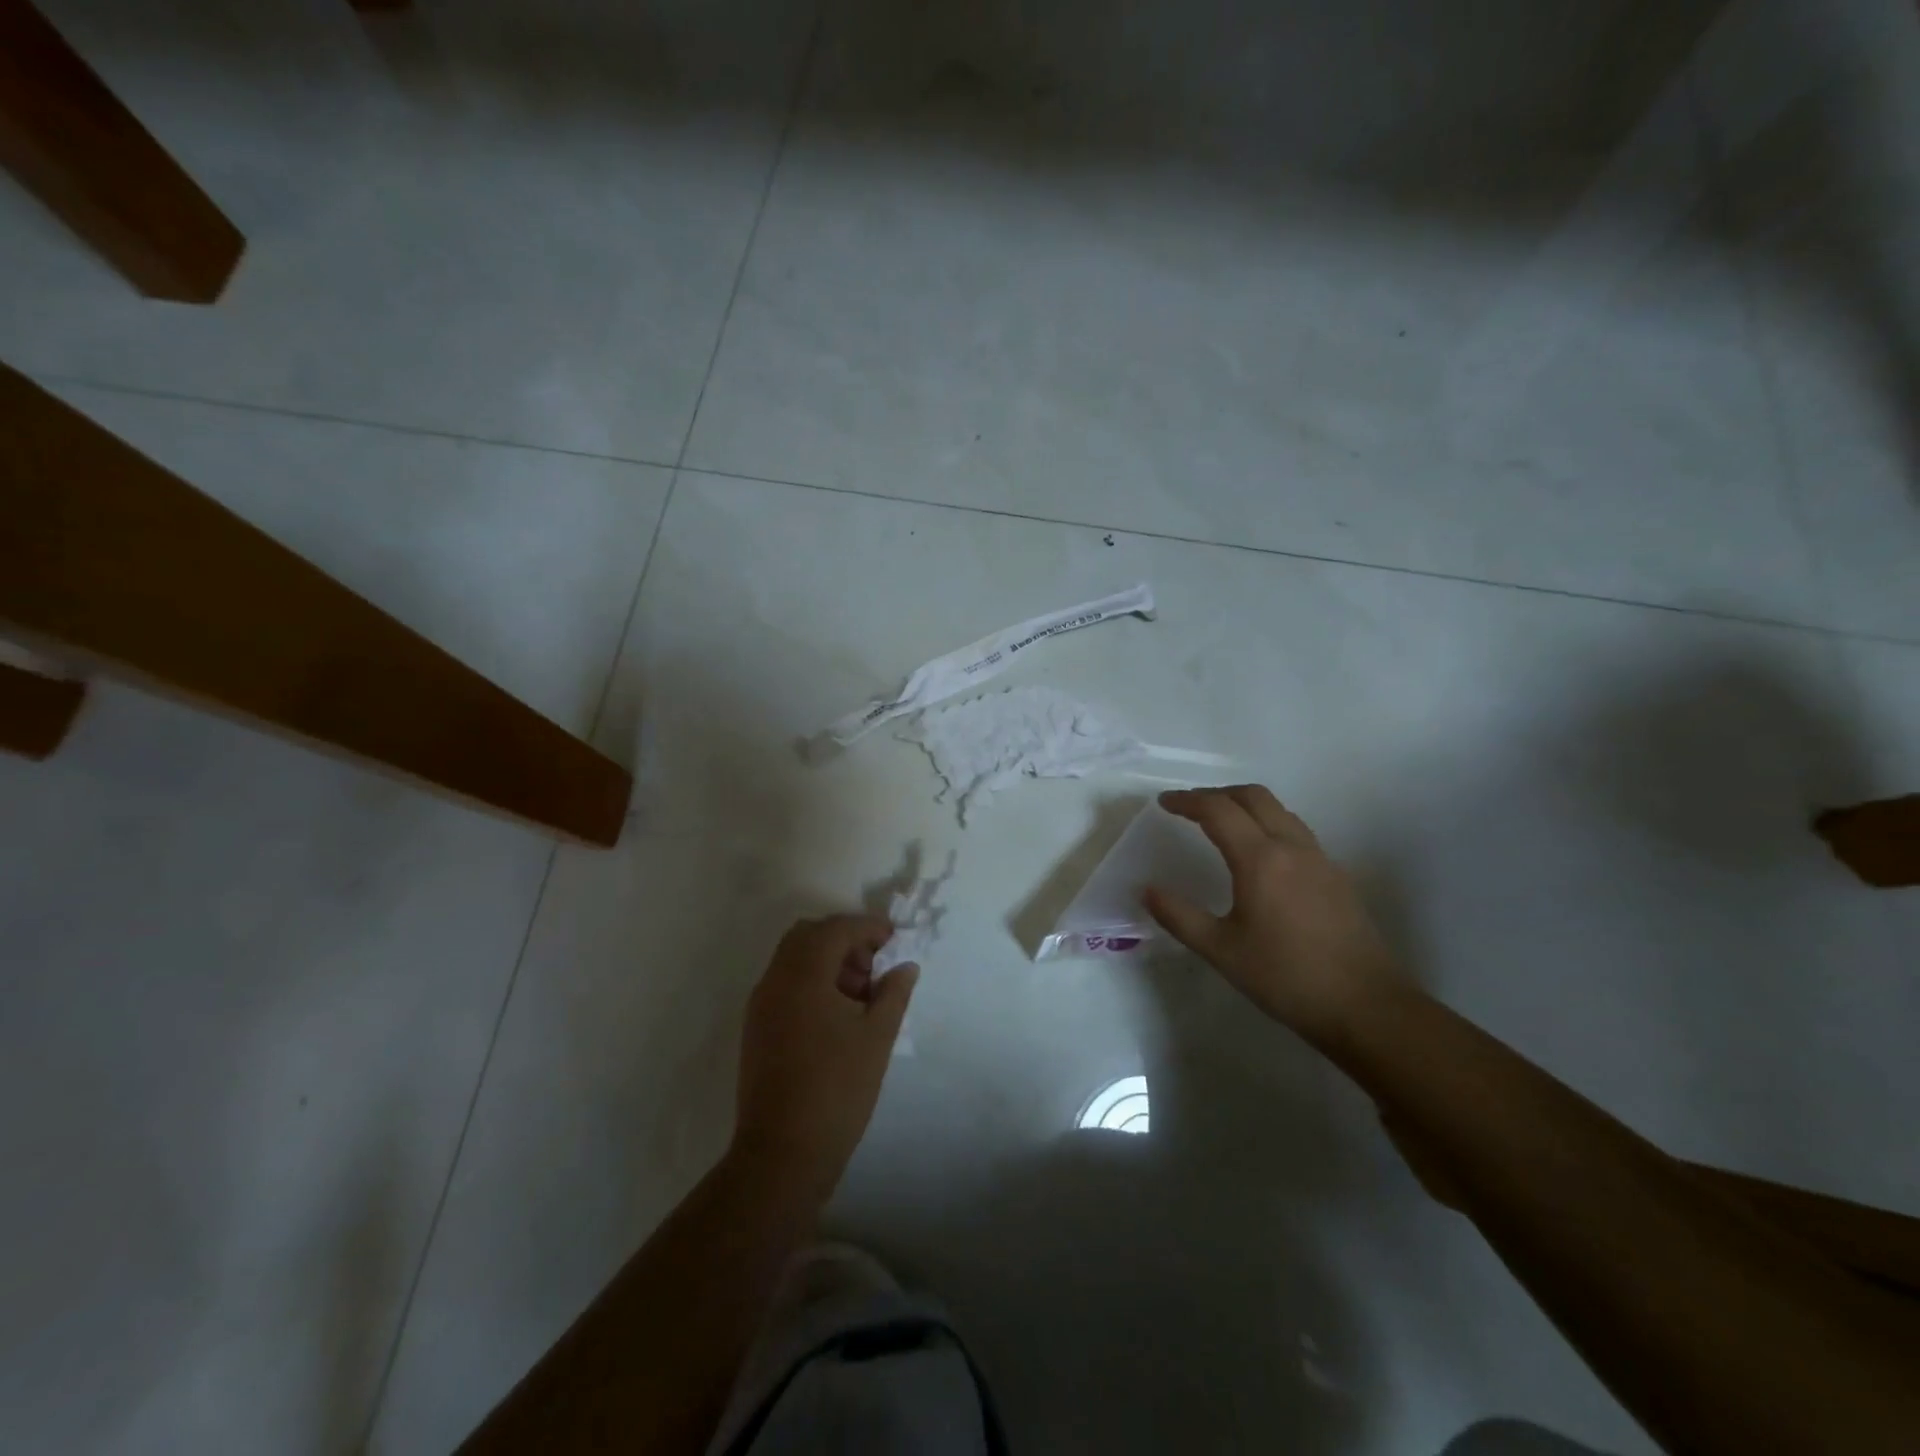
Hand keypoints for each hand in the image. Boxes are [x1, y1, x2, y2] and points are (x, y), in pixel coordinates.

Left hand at [731, 915, 917, 1205]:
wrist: (783, 1153)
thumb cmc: (837, 1089)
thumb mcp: (877, 1037)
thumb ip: (894, 992)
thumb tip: (905, 966)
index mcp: (803, 975)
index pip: (836, 929)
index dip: (868, 928)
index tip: (894, 941)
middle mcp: (775, 980)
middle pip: (808, 936)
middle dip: (844, 940)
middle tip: (874, 966)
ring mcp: (761, 1004)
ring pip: (793, 959)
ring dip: (827, 961)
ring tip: (861, 995)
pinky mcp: (757, 1027)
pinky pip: (784, 984)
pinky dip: (811, 982)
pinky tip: (837, 1015)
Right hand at [1142, 785, 1401, 1043]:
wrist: (1366, 1007)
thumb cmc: (1286, 977)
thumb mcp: (1221, 950)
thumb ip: (1179, 916)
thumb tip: (1147, 890)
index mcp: (1260, 859)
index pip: (1218, 810)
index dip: (1187, 801)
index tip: (1164, 803)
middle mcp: (1292, 847)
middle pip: (1253, 796)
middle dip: (1217, 793)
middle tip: (1190, 806)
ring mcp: (1320, 859)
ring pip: (1279, 810)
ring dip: (1245, 805)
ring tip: (1221, 823)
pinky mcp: (1336, 876)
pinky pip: (1296, 831)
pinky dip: (1268, 824)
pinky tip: (1260, 855)